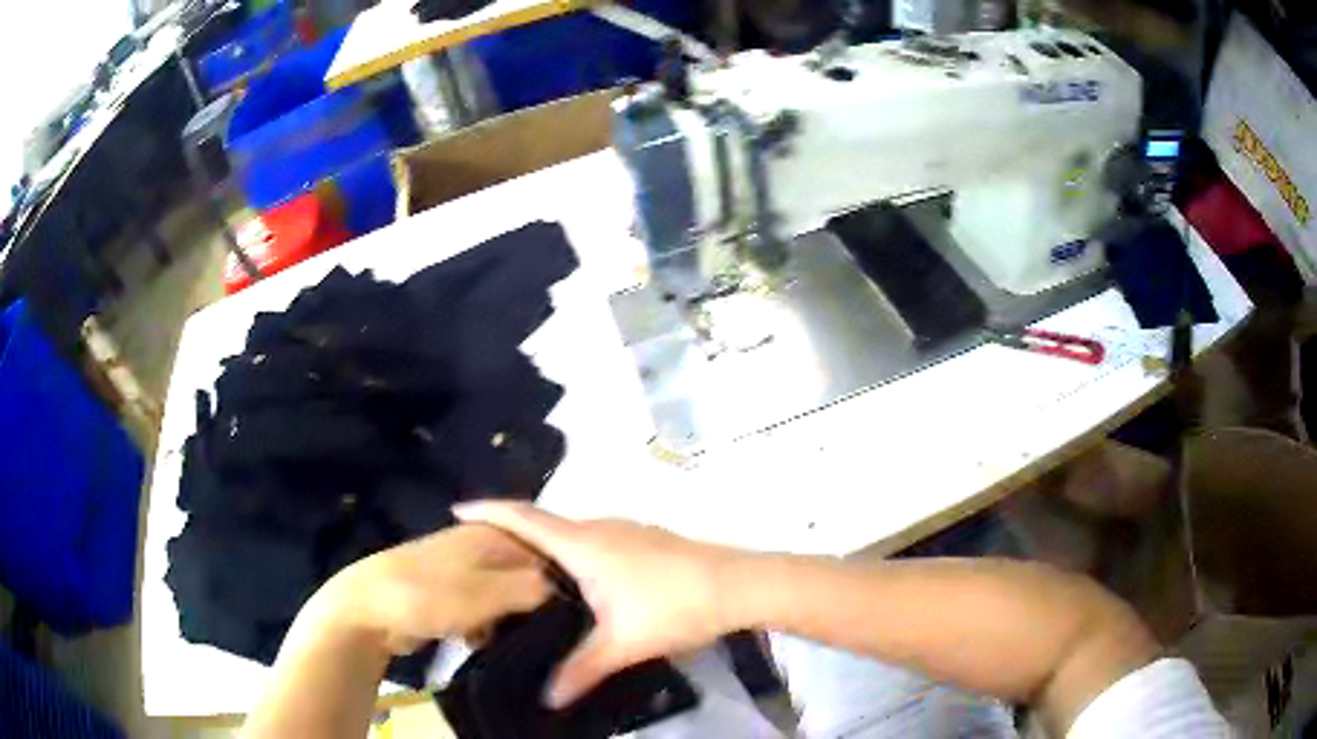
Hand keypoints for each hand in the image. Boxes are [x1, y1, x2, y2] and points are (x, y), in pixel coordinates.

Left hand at [324, 524, 551, 655]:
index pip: (549, 553)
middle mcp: (483, 545)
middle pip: (529, 576)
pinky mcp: (450, 593)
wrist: (368, 609)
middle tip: (546, 636)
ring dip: (511, 621)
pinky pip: (485, 610)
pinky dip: (488, 626)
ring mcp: (464, 569)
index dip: (564, 584)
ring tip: (514, 643)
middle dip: (537, 606)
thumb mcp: (488, 595)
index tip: (577, 618)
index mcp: (495, 535)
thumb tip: (567, 593)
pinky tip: (482, 642)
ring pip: (507, 596)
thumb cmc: (428, 596)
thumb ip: (533, 590)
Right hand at [454, 502, 744, 707]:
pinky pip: (595, 539)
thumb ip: (581, 670)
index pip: (524, 518)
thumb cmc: (674, 606)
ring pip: (574, 532)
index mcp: (584, 543)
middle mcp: (601, 527)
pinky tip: (578, 581)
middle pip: (546, 522)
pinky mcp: (646, 540)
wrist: (740, 585)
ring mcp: (628, 530)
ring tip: (524, 571)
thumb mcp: (622, 644)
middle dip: (512, 532)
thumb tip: (548, 698)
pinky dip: (573, 551)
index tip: (457, 510)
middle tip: (485, 556)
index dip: (488, 511)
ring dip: (546, 543)